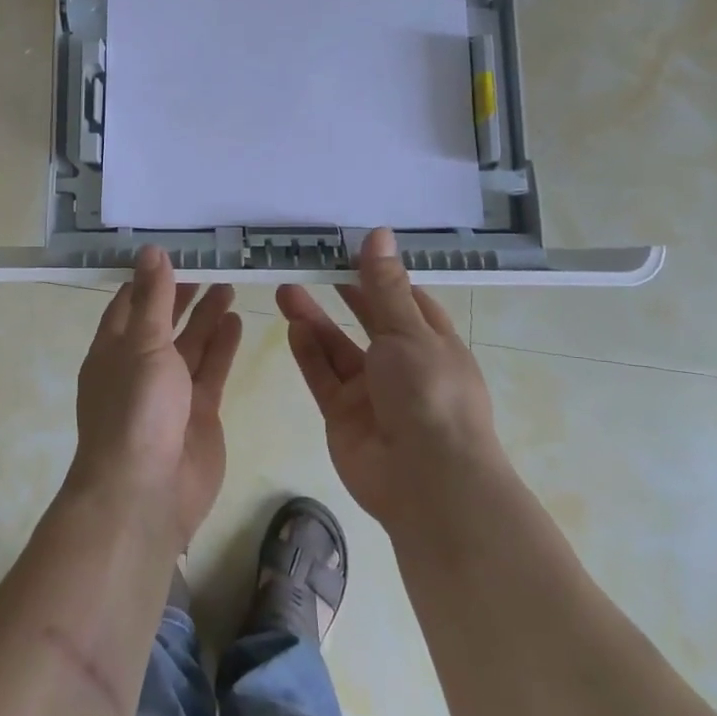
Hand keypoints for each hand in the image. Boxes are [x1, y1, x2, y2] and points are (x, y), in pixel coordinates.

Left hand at [71, 247, 242, 545]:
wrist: (147, 492)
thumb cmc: (135, 409)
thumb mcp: (142, 344)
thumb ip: (153, 299)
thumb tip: (152, 251)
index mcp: (113, 349)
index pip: (129, 303)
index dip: (149, 277)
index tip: (173, 249)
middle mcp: (139, 366)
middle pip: (163, 321)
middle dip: (182, 294)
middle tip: (210, 263)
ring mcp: (170, 391)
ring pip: (191, 344)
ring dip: (207, 316)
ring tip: (229, 284)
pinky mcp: (199, 411)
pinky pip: (211, 369)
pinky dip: (223, 346)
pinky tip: (237, 320)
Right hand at [276, 228, 501, 533]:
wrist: (428, 482)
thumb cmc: (430, 393)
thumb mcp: (409, 331)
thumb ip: (384, 285)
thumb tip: (379, 233)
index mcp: (431, 342)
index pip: (404, 299)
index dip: (378, 273)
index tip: (347, 246)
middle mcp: (402, 364)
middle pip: (367, 320)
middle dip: (340, 292)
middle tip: (307, 262)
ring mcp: (371, 392)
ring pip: (337, 347)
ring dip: (314, 319)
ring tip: (285, 288)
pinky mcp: (344, 415)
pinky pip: (323, 377)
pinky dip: (308, 353)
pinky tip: (292, 327)